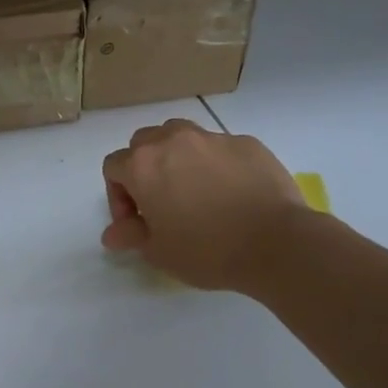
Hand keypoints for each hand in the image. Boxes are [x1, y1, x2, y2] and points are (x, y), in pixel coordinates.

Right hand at [102, 119, 312, 292]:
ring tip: (193, 190)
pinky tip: (231, 192)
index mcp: (143, 165)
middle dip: (144, 169)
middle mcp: (173, 140)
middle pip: (143, 143)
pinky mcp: (246, 142)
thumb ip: (131, 235)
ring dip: (177, 157)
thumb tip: (113, 234)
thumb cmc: (207, 250)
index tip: (137, 222)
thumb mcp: (159, 251)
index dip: (118, 195)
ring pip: (181, 135)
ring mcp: (212, 137)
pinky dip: (215, 163)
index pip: (113, 166)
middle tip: (161, 203)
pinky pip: (219, 147)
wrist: (275, 242)